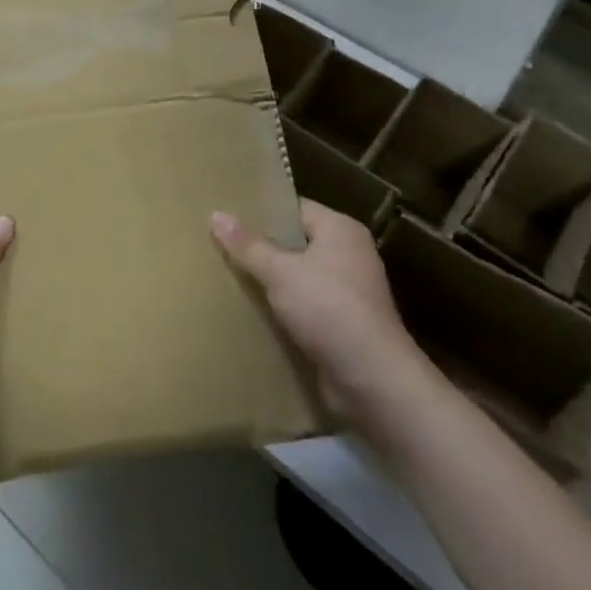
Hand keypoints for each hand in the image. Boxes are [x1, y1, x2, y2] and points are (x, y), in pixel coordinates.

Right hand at [212, 199, 429, 418]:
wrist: (374, 381)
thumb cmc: (329, 310)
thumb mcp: (281, 272)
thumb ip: (248, 245)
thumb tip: (216, 214)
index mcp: (340, 229)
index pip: (294, 208)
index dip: (261, 211)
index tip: (227, 215)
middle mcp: (349, 254)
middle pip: (295, 242)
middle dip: (261, 248)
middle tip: (219, 245)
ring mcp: (349, 291)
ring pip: (298, 276)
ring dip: (270, 281)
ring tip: (228, 277)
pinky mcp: (344, 324)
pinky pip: (305, 305)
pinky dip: (283, 308)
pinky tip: (251, 311)